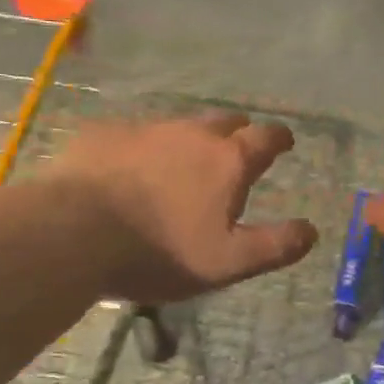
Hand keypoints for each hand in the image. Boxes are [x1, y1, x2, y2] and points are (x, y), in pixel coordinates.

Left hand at [49, 112, 317, 303]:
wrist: (71, 234)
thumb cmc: (159, 251)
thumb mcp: (227, 262)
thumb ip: (275, 245)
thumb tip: (312, 230)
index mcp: (228, 160)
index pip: (266, 136)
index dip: (279, 138)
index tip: (284, 141)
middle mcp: (192, 134)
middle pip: (225, 121)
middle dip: (237, 132)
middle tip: (236, 149)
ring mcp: (146, 129)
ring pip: (180, 125)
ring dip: (190, 139)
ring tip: (184, 161)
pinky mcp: (104, 135)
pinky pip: (135, 134)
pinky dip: (145, 147)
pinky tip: (131, 167)